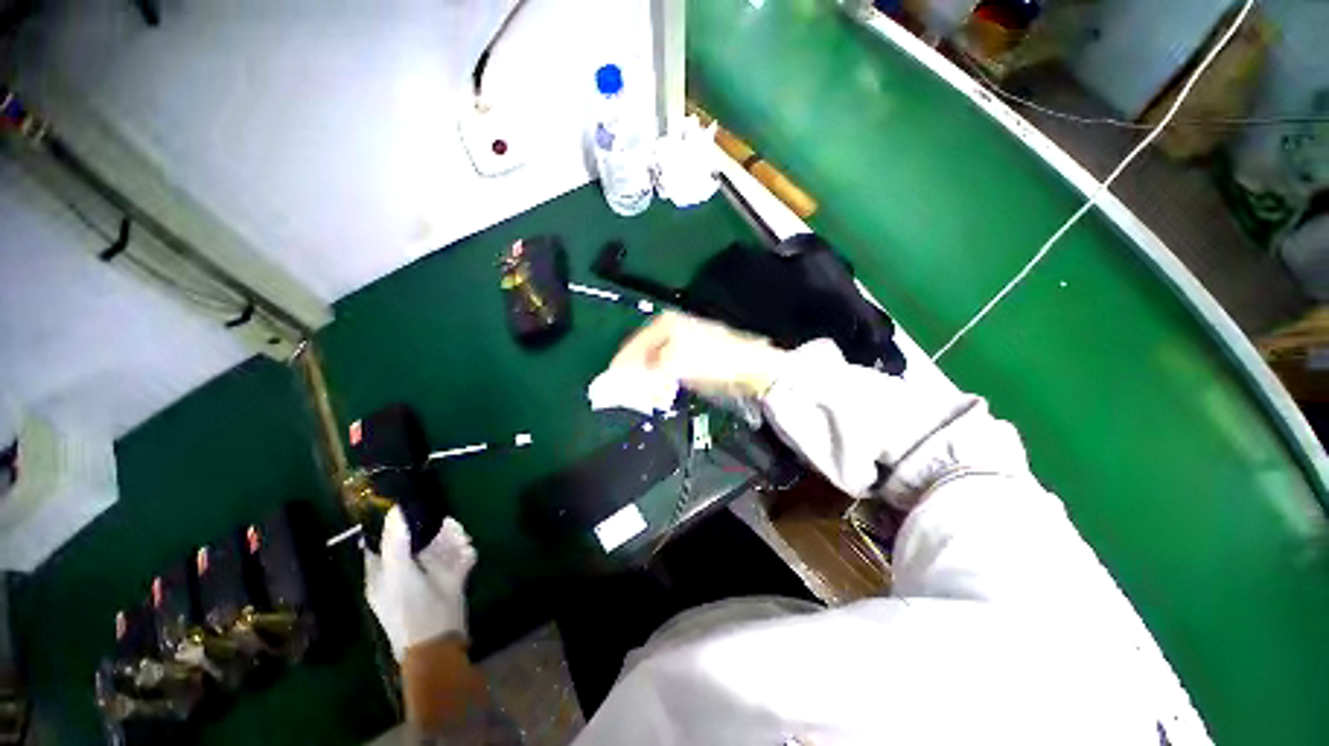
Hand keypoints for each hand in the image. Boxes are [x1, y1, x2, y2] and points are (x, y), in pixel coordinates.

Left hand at [364, 508, 475, 660]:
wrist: (439, 647)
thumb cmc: (412, 612)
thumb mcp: (399, 576)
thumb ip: (395, 544)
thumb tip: (395, 511)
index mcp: (385, 572)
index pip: (387, 539)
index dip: (401, 524)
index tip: (419, 513)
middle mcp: (405, 571)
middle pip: (419, 539)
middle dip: (437, 530)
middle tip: (451, 529)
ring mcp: (429, 577)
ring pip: (441, 546)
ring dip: (454, 539)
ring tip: (462, 542)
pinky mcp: (450, 581)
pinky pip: (457, 558)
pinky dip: (464, 553)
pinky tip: (467, 554)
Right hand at [610, 311, 787, 399]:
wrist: (750, 366)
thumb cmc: (712, 360)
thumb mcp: (676, 363)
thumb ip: (649, 370)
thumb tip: (628, 378)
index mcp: (665, 323)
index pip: (634, 343)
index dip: (622, 363)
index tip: (611, 382)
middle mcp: (671, 327)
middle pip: (644, 351)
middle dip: (634, 371)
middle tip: (625, 391)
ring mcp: (683, 340)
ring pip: (656, 360)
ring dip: (648, 377)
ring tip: (642, 394)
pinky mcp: (692, 354)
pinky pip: (669, 367)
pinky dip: (662, 379)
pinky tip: (662, 390)